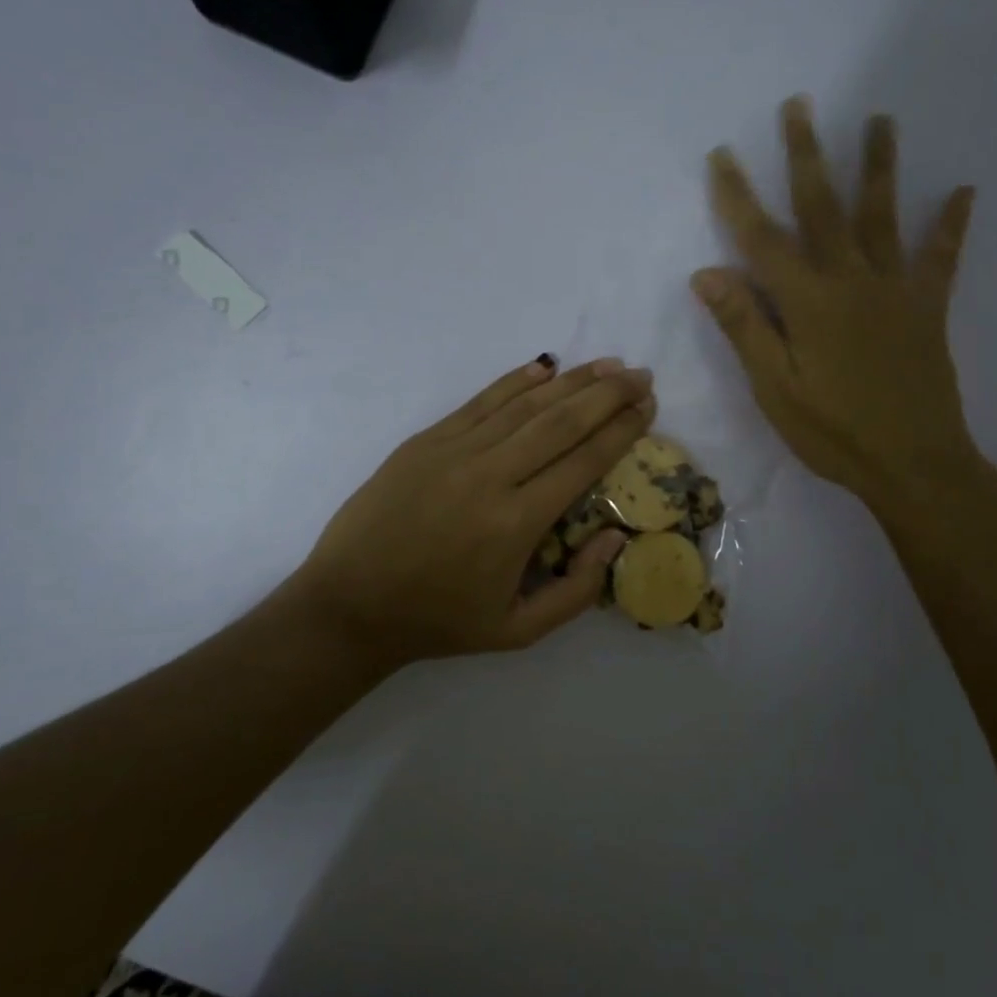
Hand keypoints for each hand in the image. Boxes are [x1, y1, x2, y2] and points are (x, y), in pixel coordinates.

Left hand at [290, 357, 654, 672]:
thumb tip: (614, 537)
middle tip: (641, 375)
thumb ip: (577, 590)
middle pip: (561, 422)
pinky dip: (516, 381)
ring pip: (525, 404)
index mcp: (517, 524)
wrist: (348, 605)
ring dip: (571, 381)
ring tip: (607, 365)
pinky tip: (544, 366)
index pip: (583, 462)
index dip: (621, 431)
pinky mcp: (426, 440)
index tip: (648, 407)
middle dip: (607, 395)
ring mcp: (454, 452)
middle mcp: (490, 477)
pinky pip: (481, 402)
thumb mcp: (517, 631)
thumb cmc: (439, 620)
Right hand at [692, 96, 987, 520]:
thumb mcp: (775, 387)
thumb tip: (707, 272)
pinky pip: (941, 258)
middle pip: (824, 206)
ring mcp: (894, 289)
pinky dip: (951, 224)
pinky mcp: (927, 307)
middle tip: (799, 104)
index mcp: (807, 301)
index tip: (722, 154)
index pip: (762, 238)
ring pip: (882, 215)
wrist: (914, 464)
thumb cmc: (833, 431)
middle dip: (806, 153)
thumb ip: (745, 325)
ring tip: (881, 119)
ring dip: (879, 165)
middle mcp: (850, 279)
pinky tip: (964, 190)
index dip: (738, 195)